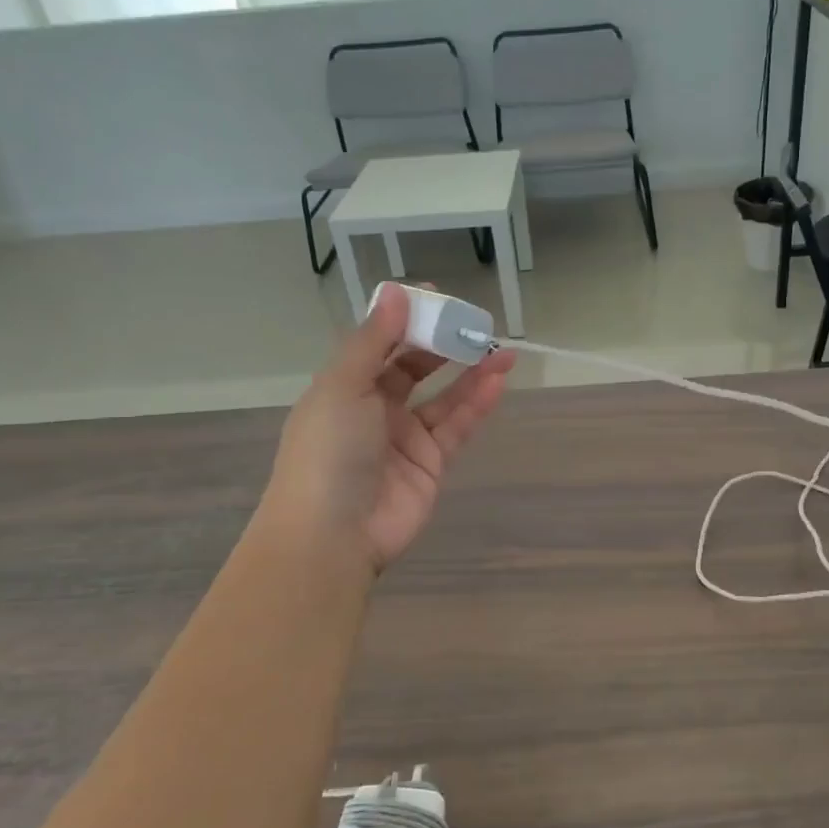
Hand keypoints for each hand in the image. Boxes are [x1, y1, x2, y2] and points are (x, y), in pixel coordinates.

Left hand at [261, 286, 513, 574]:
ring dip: (471, 372)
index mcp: (345, 387)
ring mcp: (405, 438)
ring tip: (500, 348)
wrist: (332, 534)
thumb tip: (396, 292)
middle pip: (415, 368)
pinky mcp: (431, 464)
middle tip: (475, 323)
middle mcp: (374, 409)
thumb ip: (374, 341)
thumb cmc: (328, 451)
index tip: (438, 296)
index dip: (408, 320)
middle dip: (443, 344)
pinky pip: (457, 426)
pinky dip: (477, 403)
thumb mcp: (343, 386)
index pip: (381, 344)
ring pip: (444, 397)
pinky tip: (497, 379)